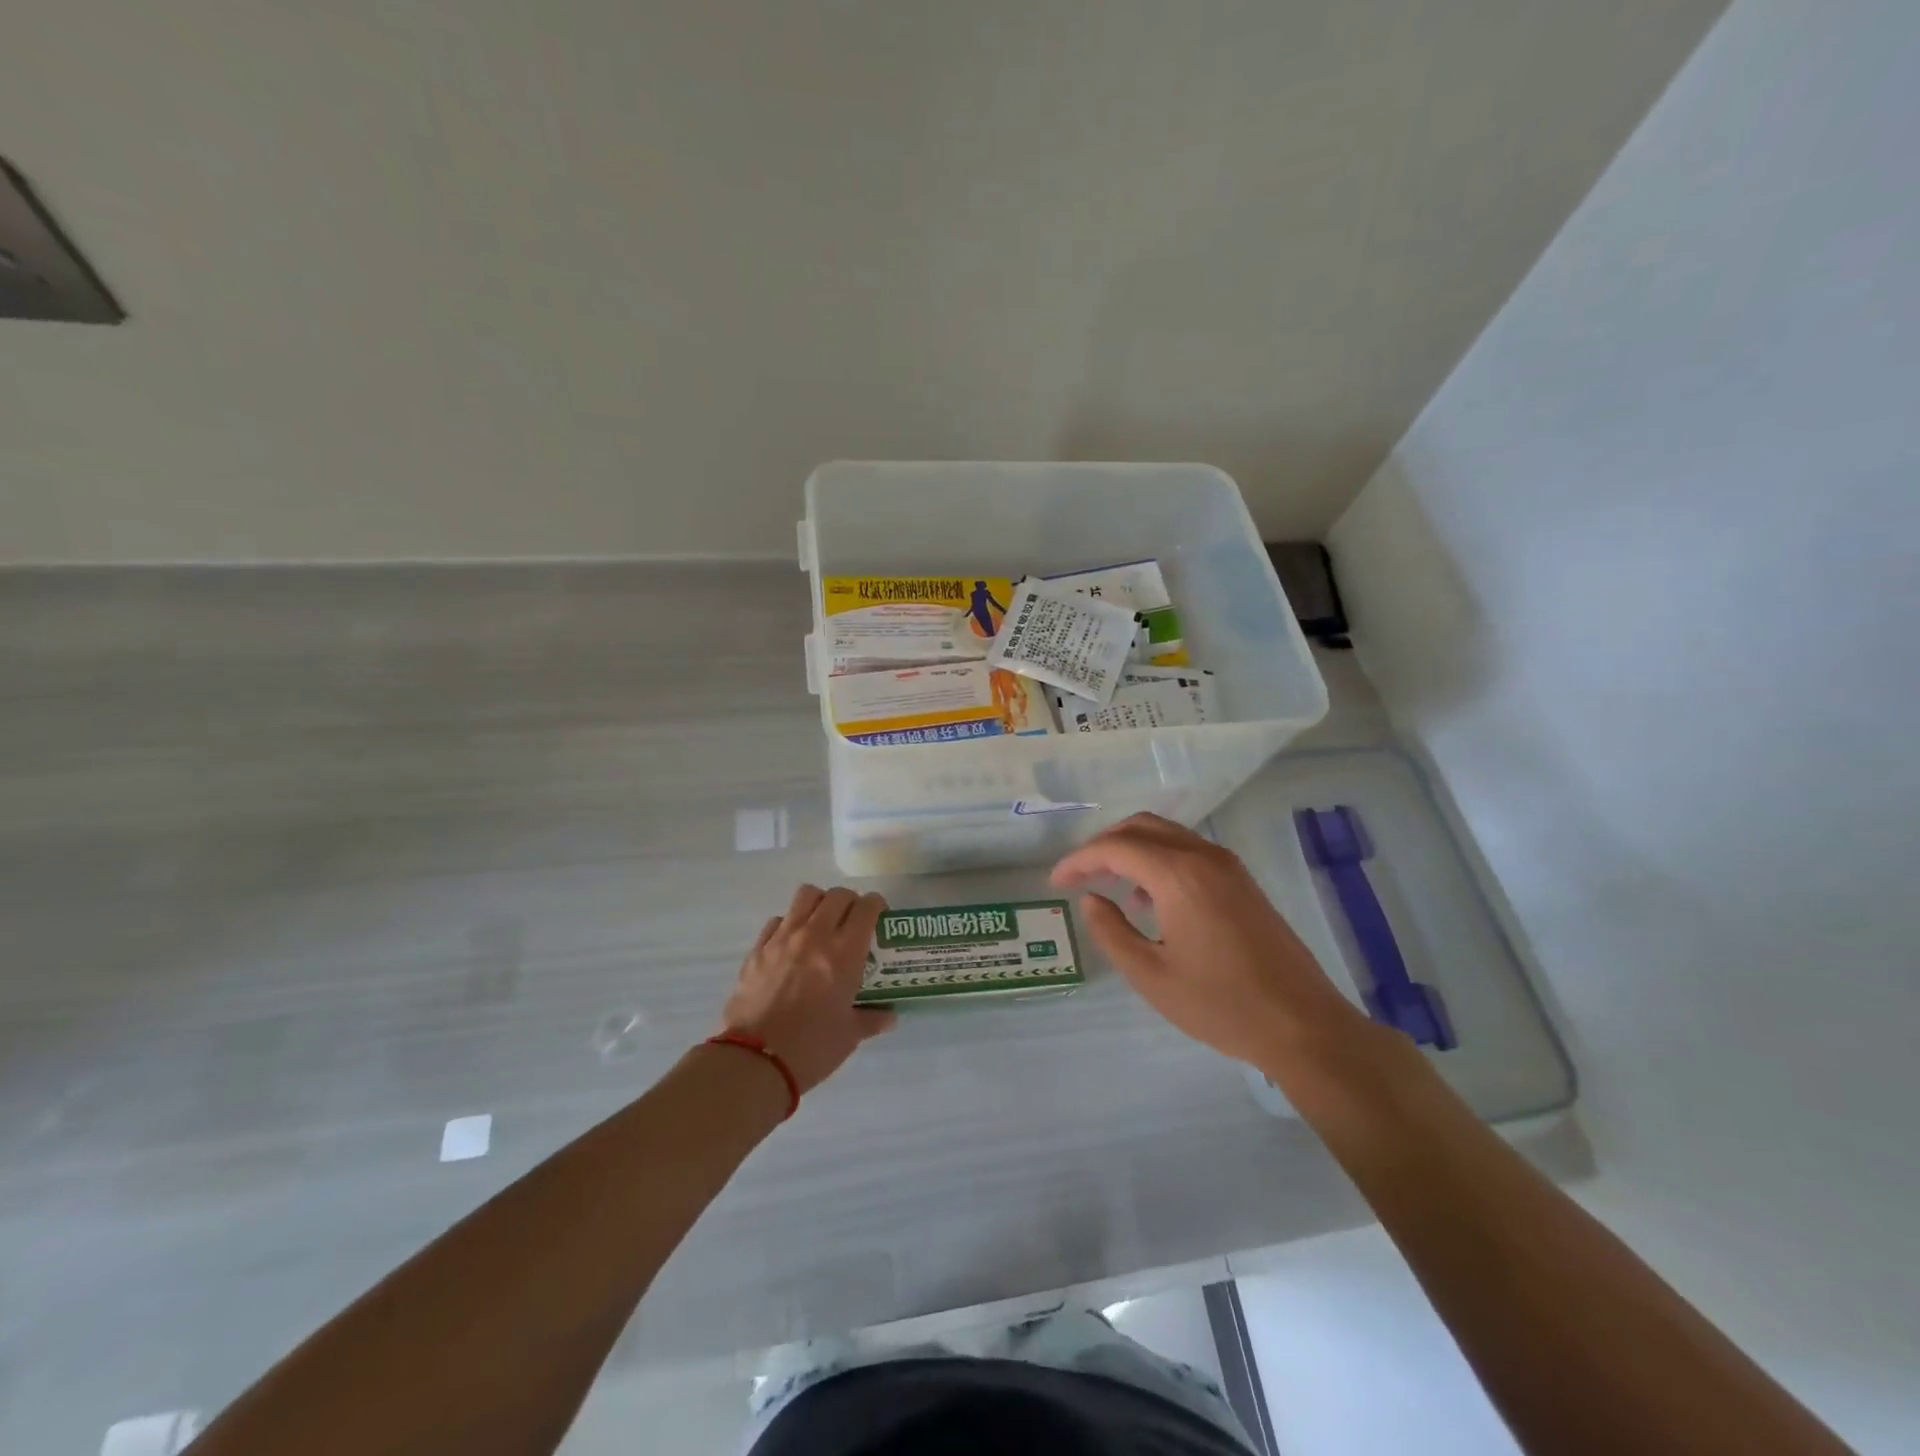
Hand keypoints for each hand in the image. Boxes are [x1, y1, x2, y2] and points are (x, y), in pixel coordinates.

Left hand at [721, 884, 896, 1092]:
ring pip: (806, 895)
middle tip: (853, 922)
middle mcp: (815, 935)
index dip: (877, 906)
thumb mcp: (849, 1035)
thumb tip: (890, 1017)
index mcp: (844, 952)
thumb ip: (871, 1019)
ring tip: (822, 923)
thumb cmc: (811, 1048)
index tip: (879, 918)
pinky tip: (792, 945)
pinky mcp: (758, 949)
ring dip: (819, 903)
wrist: (754, 1061)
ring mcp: (783, 938)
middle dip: (850, 902)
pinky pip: (778, 920)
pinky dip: (789, 924)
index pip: (866, 907)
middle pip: (837, 895)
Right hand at [1051, 813, 1370, 1072]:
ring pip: (1167, 834)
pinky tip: (1150, 899)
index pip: (1115, 848)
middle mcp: (1204, 857)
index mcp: (1179, 875)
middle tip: (1078, 875)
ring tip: (1110, 887)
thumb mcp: (1151, 976)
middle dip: (1103, 845)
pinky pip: (1188, 851)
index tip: (1056, 882)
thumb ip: (1111, 932)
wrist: (1303, 1025)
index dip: (1079, 860)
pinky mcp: (1242, 881)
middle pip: (1141, 827)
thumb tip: (1091, 899)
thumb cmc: (1221, 1005)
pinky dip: (1159, 860)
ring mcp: (1228, 866)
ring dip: (1132, 849)